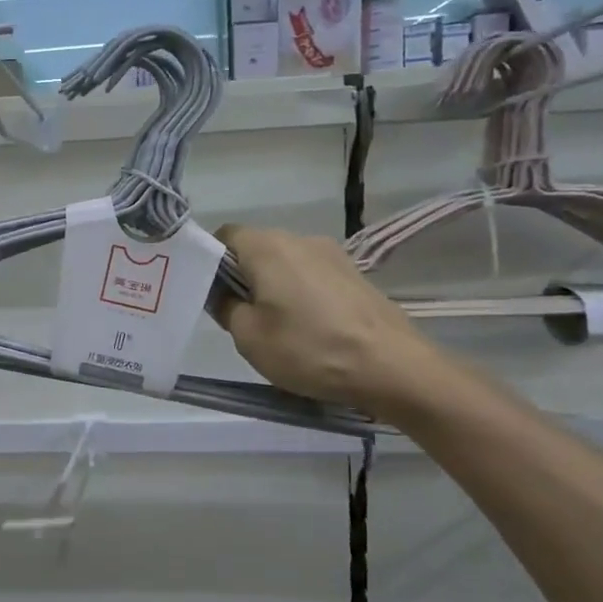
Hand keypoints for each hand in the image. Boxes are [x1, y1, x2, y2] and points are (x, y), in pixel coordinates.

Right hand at [212, 224, 453, 423]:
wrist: (392, 366)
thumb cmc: (309, 348)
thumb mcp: (249, 337)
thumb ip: (225, 307)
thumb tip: (223, 294)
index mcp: (267, 246)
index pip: (225, 235)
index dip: (211, 261)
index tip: (210, 294)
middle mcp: (300, 239)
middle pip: (257, 248)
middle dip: (242, 277)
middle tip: (239, 317)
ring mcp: (333, 254)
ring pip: (286, 263)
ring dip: (273, 287)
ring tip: (277, 328)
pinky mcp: (355, 274)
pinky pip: (312, 276)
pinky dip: (301, 295)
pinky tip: (309, 329)